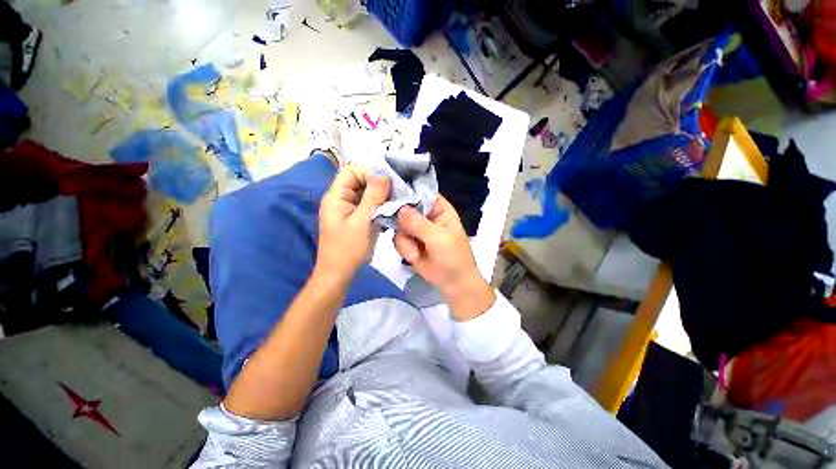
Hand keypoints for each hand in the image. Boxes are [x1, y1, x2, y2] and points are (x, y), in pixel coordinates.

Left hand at [318, 165, 389, 280]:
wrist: (339, 274)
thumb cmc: (347, 249)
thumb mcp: (361, 222)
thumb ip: (373, 198)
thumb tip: (384, 176)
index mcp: (336, 197)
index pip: (351, 171)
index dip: (369, 174)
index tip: (386, 186)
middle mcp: (341, 199)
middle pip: (360, 181)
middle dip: (378, 186)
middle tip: (395, 195)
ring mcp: (348, 210)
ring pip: (366, 194)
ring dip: (381, 198)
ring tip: (395, 204)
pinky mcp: (356, 219)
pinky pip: (368, 206)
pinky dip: (379, 207)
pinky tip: (389, 214)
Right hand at [394, 196, 494, 320]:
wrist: (453, 284)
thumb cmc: (453, 257)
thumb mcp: (438, 237)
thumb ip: (417, 222)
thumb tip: (399, 208)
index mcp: (439, 209)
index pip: (421, 192)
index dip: (407, 191)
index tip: (392, 194)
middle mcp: (426, 216)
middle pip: (405, 207)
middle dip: (402, 220)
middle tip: (403, 230)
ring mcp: (416, 230)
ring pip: (399, 225)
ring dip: (406, 240)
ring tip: (417, 251)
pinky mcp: (409, 243)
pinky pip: (398, 240)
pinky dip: (405, 249)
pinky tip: (415, 257)